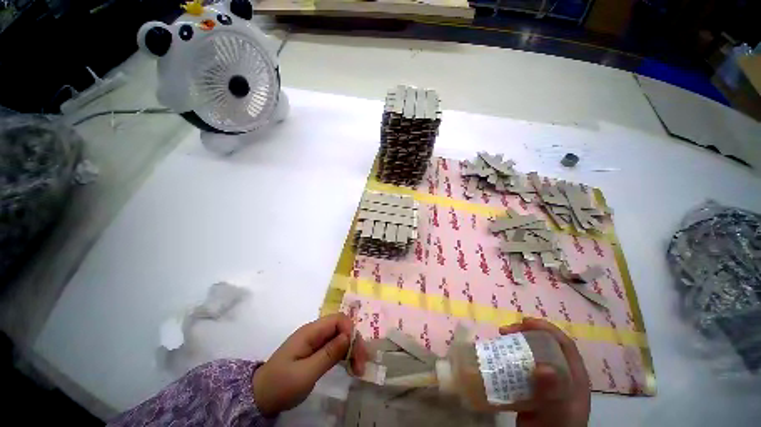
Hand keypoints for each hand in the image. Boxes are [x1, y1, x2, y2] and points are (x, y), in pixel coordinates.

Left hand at [252, 313, 367, 416]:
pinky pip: (335, 346)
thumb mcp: (305, 373)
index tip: (356, 353)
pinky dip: (345, 355)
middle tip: (361, 365)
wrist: (260, 397)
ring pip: (341, 337)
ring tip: (358, 369)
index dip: (350, 331)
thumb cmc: (281, 385)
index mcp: (311, 332)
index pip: (338, 319)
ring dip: (352, 350)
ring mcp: (315, 341)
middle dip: (354, 342)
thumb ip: (328, 354)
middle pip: (342, 327)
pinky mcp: (316, 351)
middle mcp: (315, 332)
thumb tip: (349, 337)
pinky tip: (350, 366)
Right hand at [499, 318, 589, 426]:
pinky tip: (498, 356)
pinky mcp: (532, 385)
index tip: (524, 322)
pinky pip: (521, 364)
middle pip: (545, 344)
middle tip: (504, 331)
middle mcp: (561, 374)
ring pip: (531, 352)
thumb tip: (543, 367)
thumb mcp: (556, 414)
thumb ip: (553, 394)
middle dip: (524, 332)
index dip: (546, 328)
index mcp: (574, 376)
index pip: (563, 344)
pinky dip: (509, 356)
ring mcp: (546, 379)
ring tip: (499, 339)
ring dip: (515, 342)